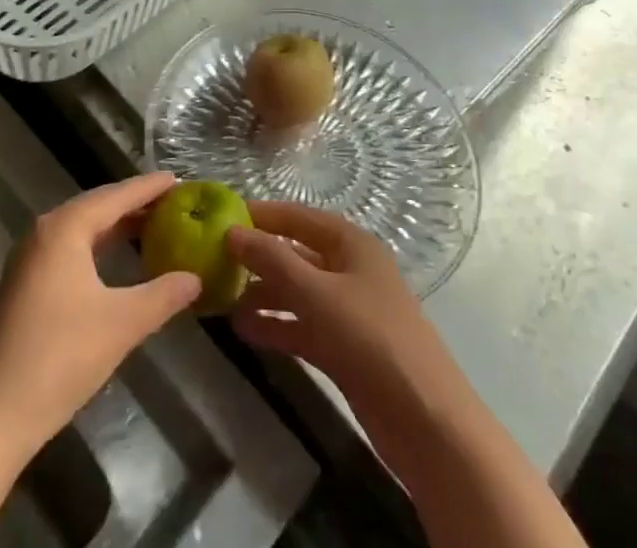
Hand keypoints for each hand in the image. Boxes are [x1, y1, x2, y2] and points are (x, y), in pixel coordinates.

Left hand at [0, 173, 200, 454]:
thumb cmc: (60, 358)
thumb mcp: (121, 324)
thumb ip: (162, 295)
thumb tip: (195, 278)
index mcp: (65, 228)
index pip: (116, 196)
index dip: (149, 188)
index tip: (179, 179)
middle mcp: (44, 232)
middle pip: (97, 206)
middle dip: (134, 204)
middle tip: (172, 202)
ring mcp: (29, 259)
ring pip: (81, 228)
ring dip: (115, 226)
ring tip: (151, 226)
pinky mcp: (24, 285)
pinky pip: (69, 248)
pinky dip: (97, 246)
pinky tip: (116, 261)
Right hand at [226, 200, 458, 428]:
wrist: (426, 422)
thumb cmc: (372, 339)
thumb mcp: (318, 294)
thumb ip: (273, 261)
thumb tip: (231, 231)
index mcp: (349, 242)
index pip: (296, 217)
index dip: (259, 215)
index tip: (217, 218)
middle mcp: (347, 268)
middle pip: (294, 254)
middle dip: (256, 257)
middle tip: (210, 263)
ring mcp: (345, 310)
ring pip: (294, 292)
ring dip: (260, 294)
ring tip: (218, 299)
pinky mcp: (342, 348)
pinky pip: (300, 326)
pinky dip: (274, 326)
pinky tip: (242, 330)